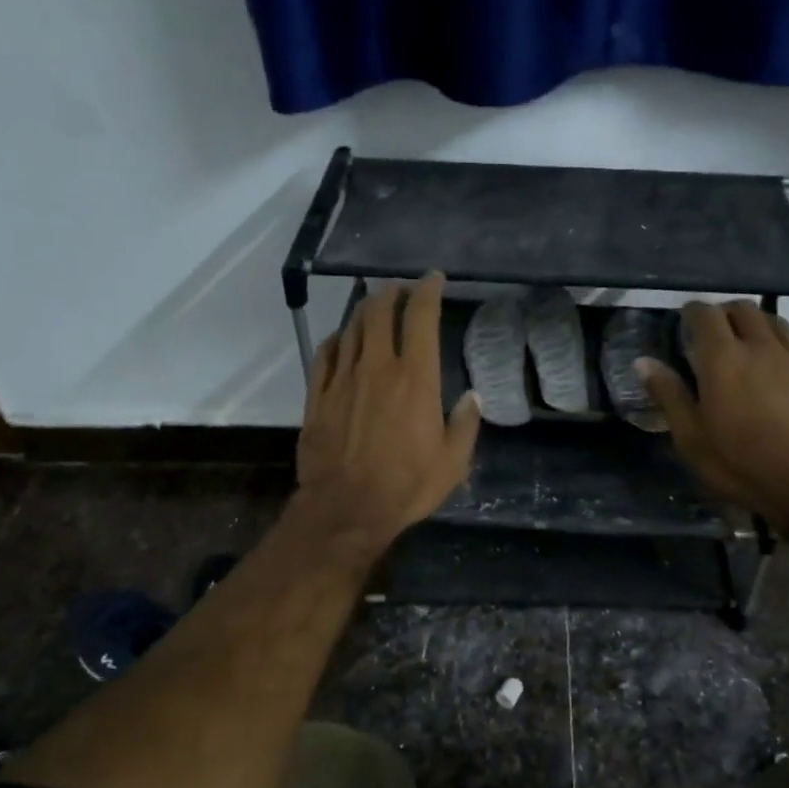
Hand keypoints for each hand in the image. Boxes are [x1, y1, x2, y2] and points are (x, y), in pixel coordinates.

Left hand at [296, 273, 480, 554]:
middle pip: (380, 312)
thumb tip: (471, 398)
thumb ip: (464, 425)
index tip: (433, 279)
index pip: (421, 317)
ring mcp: (343, 379)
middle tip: (400, 290)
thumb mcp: (452, 462)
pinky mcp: (317, 396)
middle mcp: (378, 367)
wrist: (346, 508)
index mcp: (416, 378)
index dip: (428, 290)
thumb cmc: (406, 485)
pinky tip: (342, 340)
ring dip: (365, 311)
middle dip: (392, 292)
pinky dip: (338, 339)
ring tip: (374, 307)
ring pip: (352, 328)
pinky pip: (325, 354)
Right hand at [638, 300, 788, 526]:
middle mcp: (760, 346)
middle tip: (713, 334)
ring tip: (745, 344)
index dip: (692, 312)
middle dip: (723, 314)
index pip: (705, 314)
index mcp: (722, 359)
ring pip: (772, 319)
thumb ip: (669, 395)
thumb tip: (643, 361)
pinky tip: (778, 358)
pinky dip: (782, 340)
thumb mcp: (692, 438)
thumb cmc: (741, 464)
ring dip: (754, 324)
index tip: (683, 321)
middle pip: (742, 309)